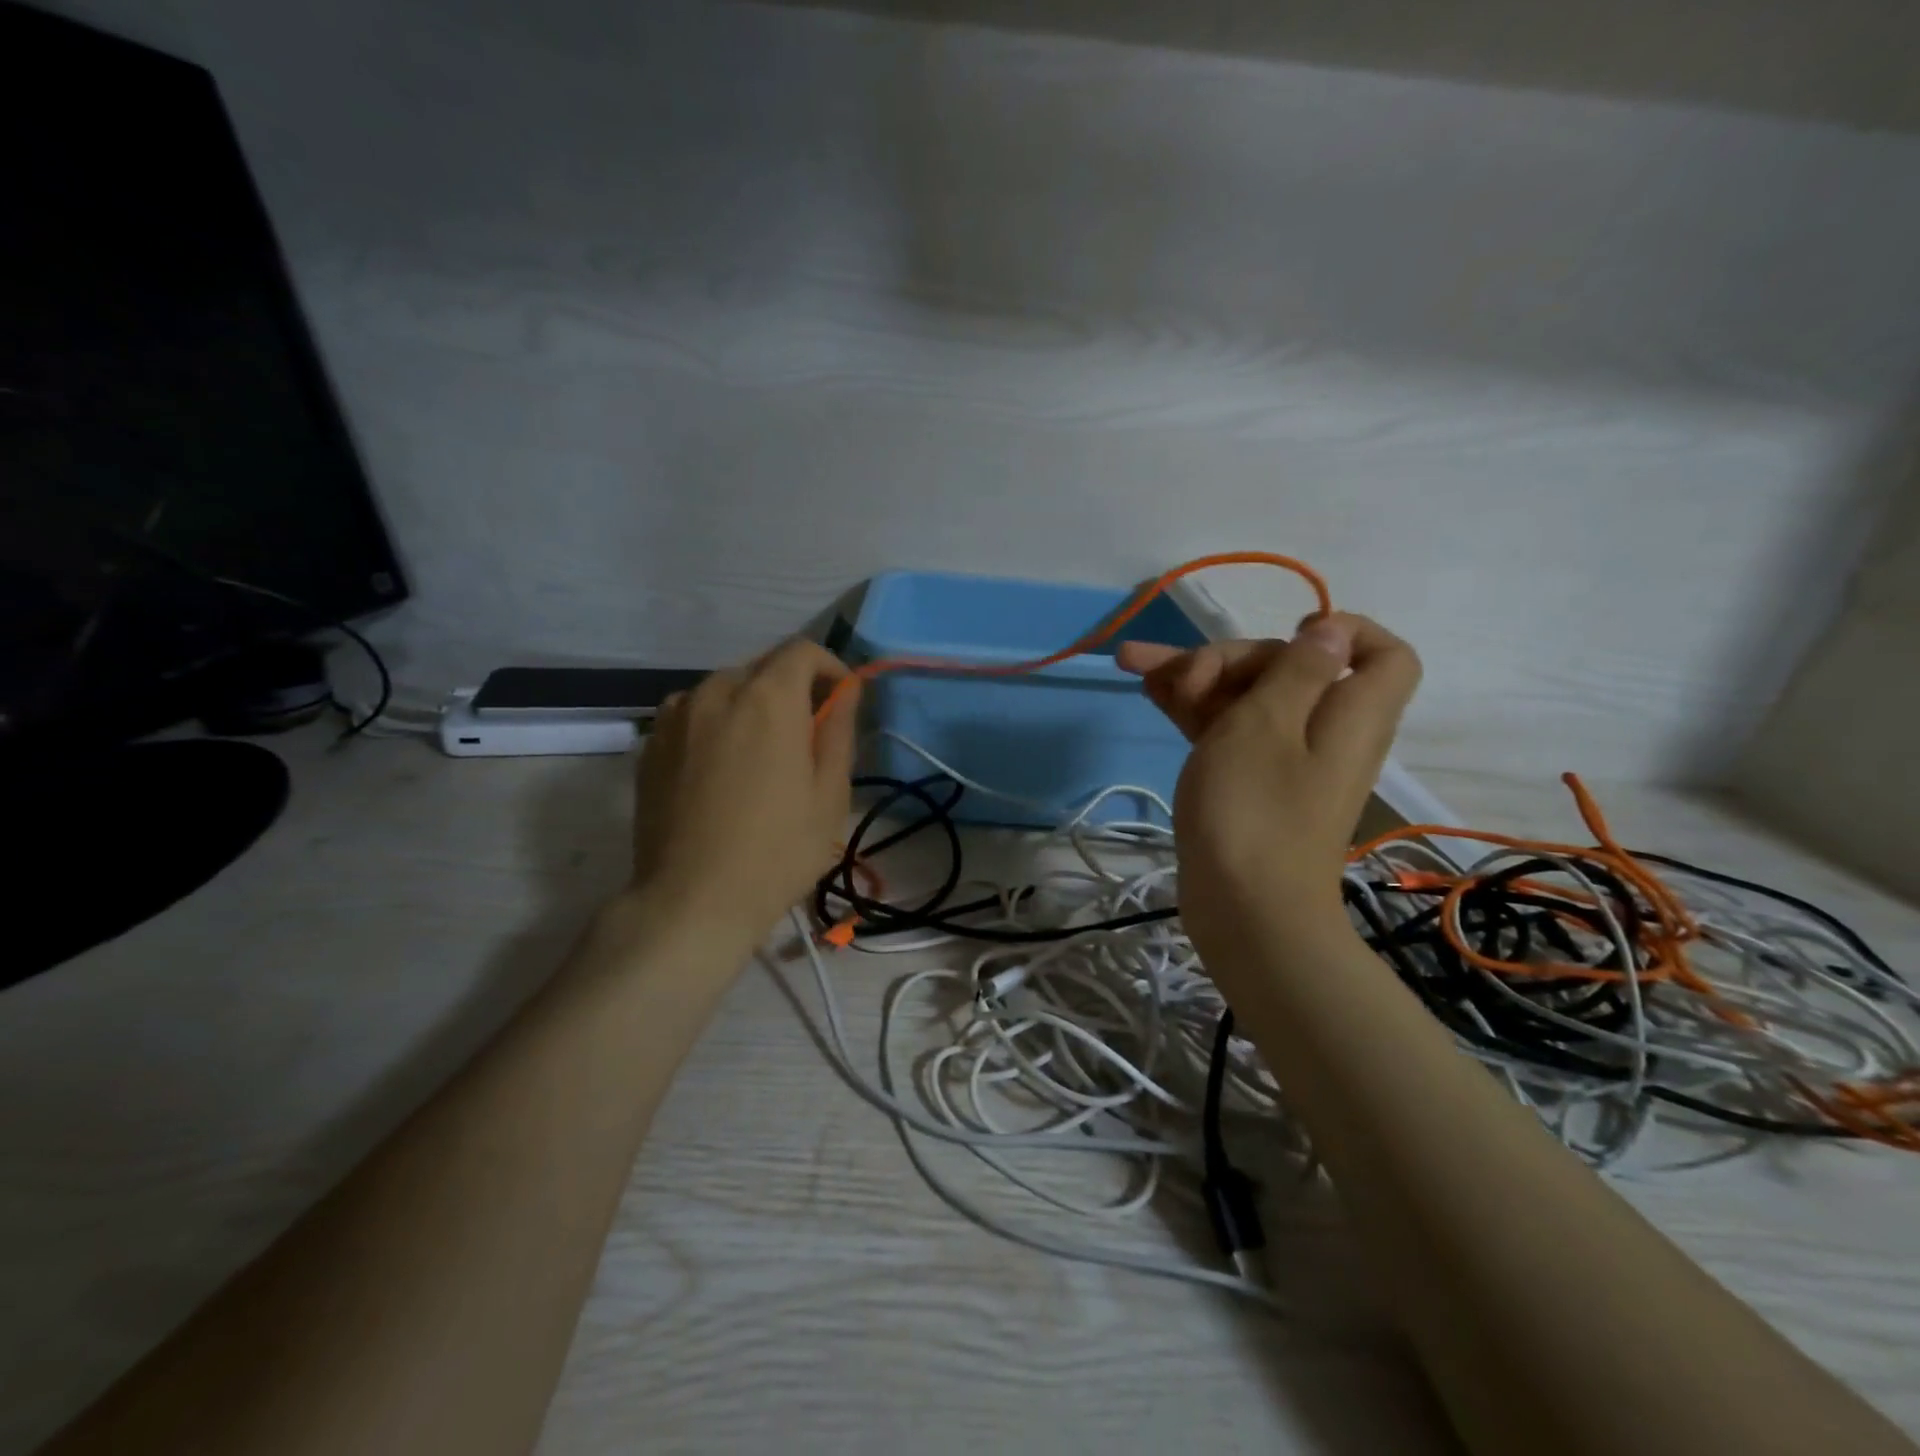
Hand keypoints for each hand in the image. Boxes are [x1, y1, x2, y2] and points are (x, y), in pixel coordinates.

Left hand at [629, 639, 859, 946]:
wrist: (691, 900)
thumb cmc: (777, 850)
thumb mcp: (829, 793)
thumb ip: (838, 729)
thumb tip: (845, 690)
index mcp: (768, 698)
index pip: (802, 650)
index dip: (829, 668)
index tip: (841, 702)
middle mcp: (717, 691)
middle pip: (762, 666)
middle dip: (792, 687)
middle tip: (807, 734)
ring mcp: (675, 716)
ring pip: (724, 688)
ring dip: (751, 704)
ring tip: (762, 753)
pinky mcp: (650, 744)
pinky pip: (692, 713)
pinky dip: (716, 723)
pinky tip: (722, 768)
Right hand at [1117, 614, 1420, 961]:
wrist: (1245, 913)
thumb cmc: (1255, 810)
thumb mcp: (1267, 724)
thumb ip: (1297, 671)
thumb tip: (1332, 632)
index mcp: (1349, 712)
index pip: (1382, 654)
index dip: (1346, 630)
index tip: (1292, 631)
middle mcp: (1323, 731)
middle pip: (1291, 669)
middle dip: (1232, 657)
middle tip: (1184, 677)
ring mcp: (1282, 760)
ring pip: (1246, 699)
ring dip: (1195, 677)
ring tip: (1135, 663)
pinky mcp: (1249, 784)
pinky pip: (1226, 730)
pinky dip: (1191, 709)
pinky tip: (1147, 690)